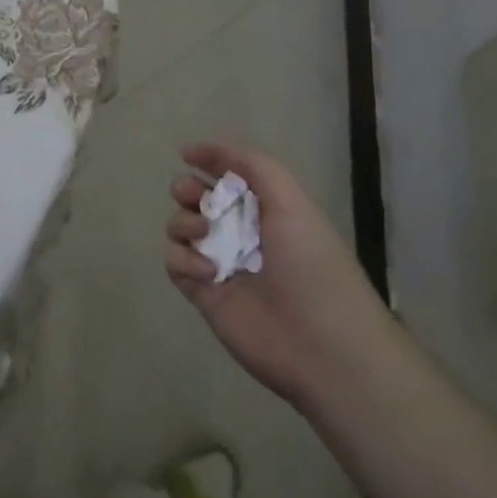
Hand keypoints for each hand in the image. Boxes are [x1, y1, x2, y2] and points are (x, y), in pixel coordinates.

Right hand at [165, 141, 394, 410]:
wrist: (322, 346)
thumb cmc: (311, 265)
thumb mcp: (291, 201)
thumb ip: (251, 165)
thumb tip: (195, 151)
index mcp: (266, 209)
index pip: (227, 174)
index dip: (208, 160)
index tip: (188, 154)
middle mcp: (240, 232)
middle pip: (195, 197)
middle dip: (187, 189)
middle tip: (194, 197)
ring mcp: (218, 262)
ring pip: (179, 227)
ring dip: (183, 222)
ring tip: (203, 236)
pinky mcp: (202, 292)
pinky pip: (174, 262)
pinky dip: (183, 260)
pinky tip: (208, 273)